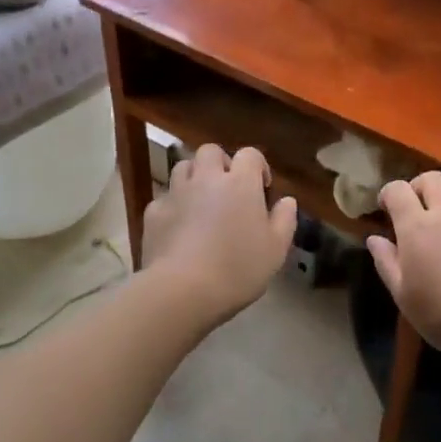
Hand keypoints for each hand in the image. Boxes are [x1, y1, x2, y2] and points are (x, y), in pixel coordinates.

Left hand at [142, 143, 297, 326]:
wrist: (182, 290)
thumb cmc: (237, 269)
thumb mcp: (275, 250)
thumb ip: (284, 220)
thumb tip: (287, 200)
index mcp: (240, 183)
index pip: (250, 154)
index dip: (257, 166)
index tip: (261, 189)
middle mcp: (206, 178)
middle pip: (210, 151)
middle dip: (220, 163)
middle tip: (228, 189)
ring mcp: (176, 193)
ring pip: (183, 167)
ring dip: (194, 177)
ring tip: (201, 202)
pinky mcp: (153, 212)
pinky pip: (165, 198)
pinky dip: (173, 205)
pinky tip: (178, 228)